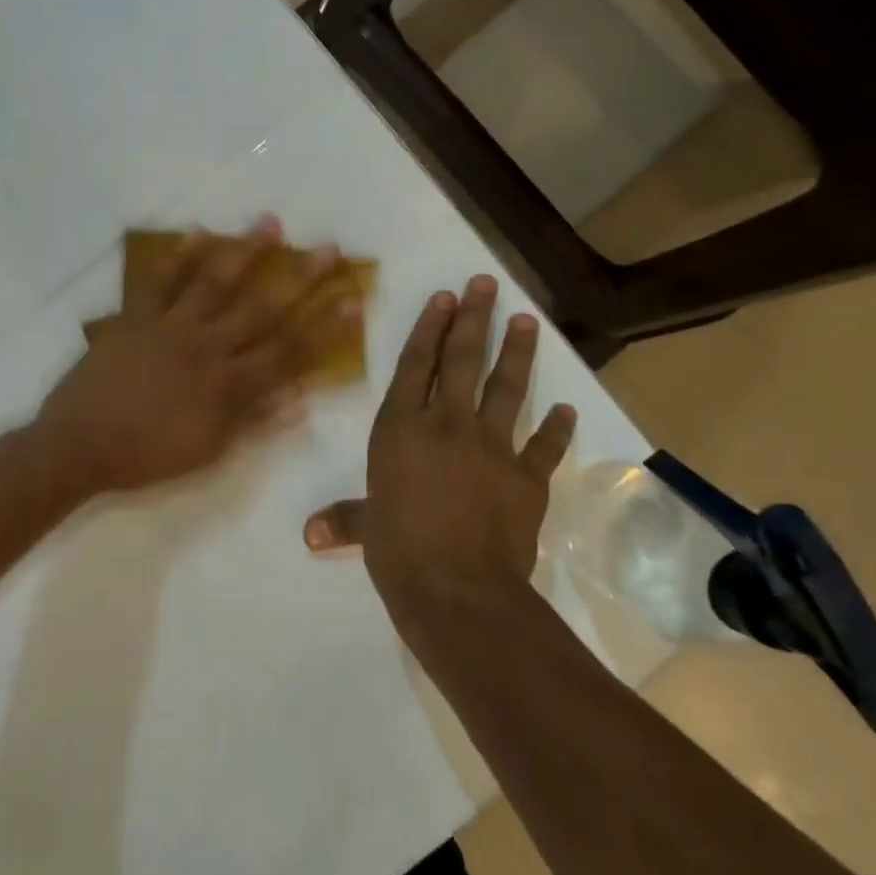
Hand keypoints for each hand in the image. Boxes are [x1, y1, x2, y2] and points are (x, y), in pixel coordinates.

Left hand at [35, 218, 341, 494]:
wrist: (78, 446)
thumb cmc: (146, 456)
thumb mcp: (208, 452)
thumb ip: (254, 422)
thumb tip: (301, 398)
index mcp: (227, 384)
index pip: (289, 352)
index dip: (324, 326)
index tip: (353, 298)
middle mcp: (206, 347)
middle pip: (262, 309)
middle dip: (299, 278)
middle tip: (327, 248)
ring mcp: (170, 327)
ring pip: (215, 283)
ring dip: (244, 251)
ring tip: (270, 222)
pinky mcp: (136, 317)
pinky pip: (158, 281)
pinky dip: (176, 256)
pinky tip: (196, 232)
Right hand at [304, 274, 575, 609]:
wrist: (459, 590)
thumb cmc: (399, 551)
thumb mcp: (366, 530)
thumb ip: (344, 520)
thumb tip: (309, 533)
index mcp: (401, 430)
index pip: (415, 366)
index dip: (429, 329)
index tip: (444, 297)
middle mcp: (446, 425)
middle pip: (462, 361)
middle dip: (474, 319)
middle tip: (486, 285)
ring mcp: (491, 447)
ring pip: (506, 388)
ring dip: (517, 353)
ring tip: (527, 321)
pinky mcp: (527, 477)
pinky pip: (544, 446)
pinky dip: (555, 428)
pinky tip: (566, 408)